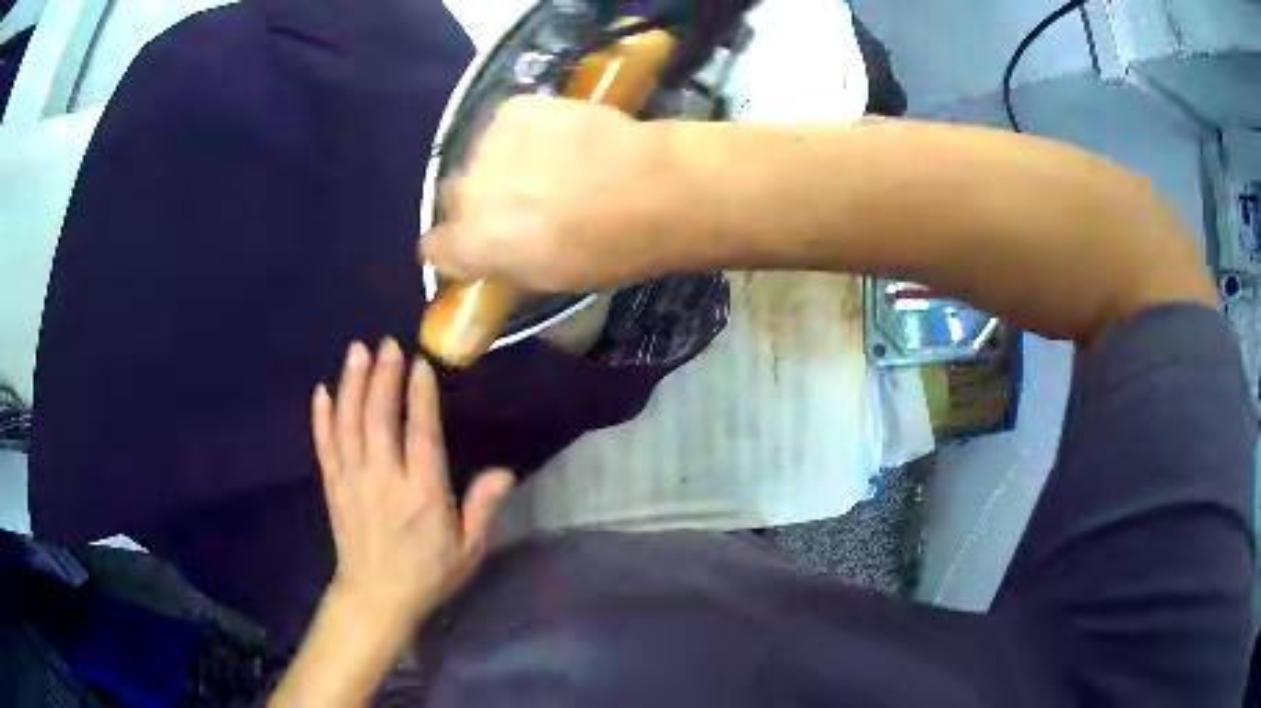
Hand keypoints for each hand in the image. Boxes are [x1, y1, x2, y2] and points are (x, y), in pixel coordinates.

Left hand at [311, 340, 514, 622]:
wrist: (376, 598)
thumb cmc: (428, 574)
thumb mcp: (468, 549)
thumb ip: (483, 508)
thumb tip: (505, 472)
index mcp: (422, 493)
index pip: (420, 433)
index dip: (420, 396)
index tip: (419, 363)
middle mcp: (384, 479)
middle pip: (379, 417)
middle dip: (382, 376)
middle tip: (386, 343)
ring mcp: (353, 481)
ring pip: (349, 424)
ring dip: (351, 384)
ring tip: (356, 351)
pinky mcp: (333, 487)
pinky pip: (324, 446)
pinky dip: (321, 417)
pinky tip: (321, 391)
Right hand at [420, 95, 678, 291]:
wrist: (646, 189)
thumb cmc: (603, 251)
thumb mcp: (546, 277)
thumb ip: (505, 262)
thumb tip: (493, 252)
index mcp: (471, 244)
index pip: (434, 248)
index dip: (454, 246)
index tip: (473, 244)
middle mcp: (466, 193)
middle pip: (455, 196)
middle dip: (479, 201)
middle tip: (519, 202)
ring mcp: (488, 146)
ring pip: (482, 155)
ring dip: (503, 162)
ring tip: (550, 164)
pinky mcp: (515, 109)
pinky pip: (509, 124)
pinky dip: (528, 131)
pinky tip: (563, 137)